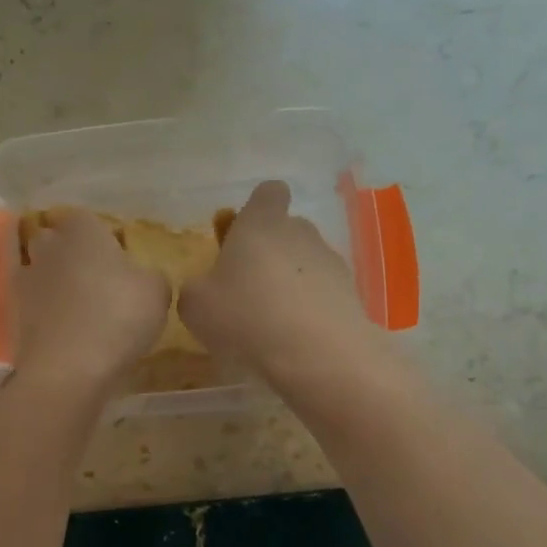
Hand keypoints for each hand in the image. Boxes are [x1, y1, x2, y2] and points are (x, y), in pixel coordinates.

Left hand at [12, 208, 169, 399]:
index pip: (85, 218)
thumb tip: (140, 276)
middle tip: (96, 277)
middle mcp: (49, 246)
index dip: (100, 234)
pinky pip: (30, 303)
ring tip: (78, 306)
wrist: (69, 368)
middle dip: (70, 252)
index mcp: (83, 229)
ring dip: (54, 281)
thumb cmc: (119, 316)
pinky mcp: (13, 314)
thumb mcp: (157, 291)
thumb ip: (149, 275)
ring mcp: (25, 280)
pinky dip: (42, 310)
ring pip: (39, 270)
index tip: (116, 255)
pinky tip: (62, 326)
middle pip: (55, 240)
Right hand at [179, 181, 383, 390]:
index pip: (268, 192)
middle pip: (287, 230)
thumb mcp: (195, 305)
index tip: (241, 237)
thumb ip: (198, 287)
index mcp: (261, 223)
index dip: (256, 209)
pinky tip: (296, 341)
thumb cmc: (247, 317)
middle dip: (270, 253)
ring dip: (291, 284)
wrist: (318, 355)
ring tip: (273, 325)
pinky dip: (311, 311)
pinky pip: (324, 294)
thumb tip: (207, 287)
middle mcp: (301, 232)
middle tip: (247, 291)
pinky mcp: (352, 295)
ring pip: (307, 264)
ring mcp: (331, 262)